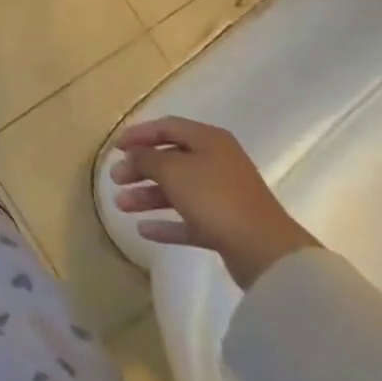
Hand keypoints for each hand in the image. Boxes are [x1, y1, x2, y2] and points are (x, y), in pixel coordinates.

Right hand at [110, 116, 318, 288]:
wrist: (266, 253)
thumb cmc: (215, 198)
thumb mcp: (172, 170)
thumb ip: (146, 158)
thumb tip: (133, 156)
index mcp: (209, 140)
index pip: (166, 127)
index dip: (138, 134)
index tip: (115, 147)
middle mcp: (217, 163)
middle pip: (170, 159)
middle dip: (139, 169)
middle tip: (115, 179)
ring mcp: (223, 196)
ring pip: (177, 191)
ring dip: (147, 196)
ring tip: (120, 206)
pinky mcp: (226, 227)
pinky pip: (189, 220)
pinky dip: (167, 223)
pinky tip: (143, 230)